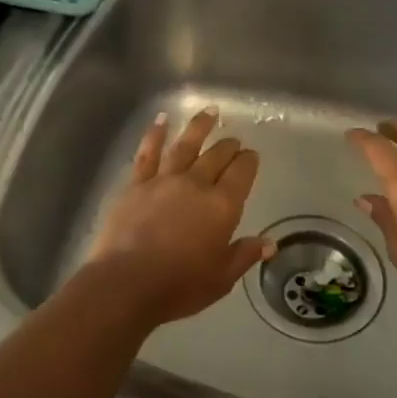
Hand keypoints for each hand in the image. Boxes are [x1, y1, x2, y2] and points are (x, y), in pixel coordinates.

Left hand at [87, 107, 275, 325]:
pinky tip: (162, 119)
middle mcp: (196, 185)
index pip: (241, 174)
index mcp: (222, 206)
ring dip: (199, 126)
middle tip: (235, 141)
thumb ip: (244, 255)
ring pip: (185, 145)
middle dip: (229, 146)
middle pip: (216, 157)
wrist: (126, 283)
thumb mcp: (221, 278)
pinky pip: (148, 152)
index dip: (249, 162)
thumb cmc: (179, 285)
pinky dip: (156, 133)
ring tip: (210, 112)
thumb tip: (269, 243)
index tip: (252, 155)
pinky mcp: (136, 184)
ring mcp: (163, 180)